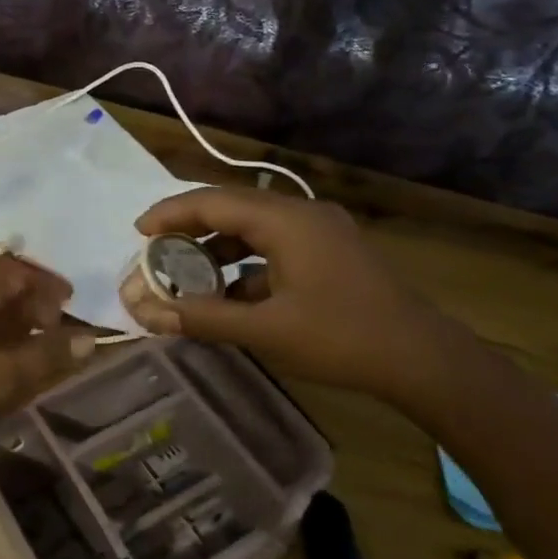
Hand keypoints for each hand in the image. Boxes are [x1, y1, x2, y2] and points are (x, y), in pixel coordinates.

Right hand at [121, 187, 445, 398]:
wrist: (420, 357)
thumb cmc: (340, 337)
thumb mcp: (265, 329)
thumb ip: (204, 317)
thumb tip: (148, 313)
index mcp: (284, 220)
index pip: (212, 201)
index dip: (170, 213)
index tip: (137, 232)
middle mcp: (301, 214)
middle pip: (232, 210)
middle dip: (190, 232)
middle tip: (156, 256)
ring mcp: (320, 233)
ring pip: (254, 231)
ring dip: (219, 252)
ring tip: (187, 278)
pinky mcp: (331, 254)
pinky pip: (276, 249)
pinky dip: (247, 267)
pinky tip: (231, 298)